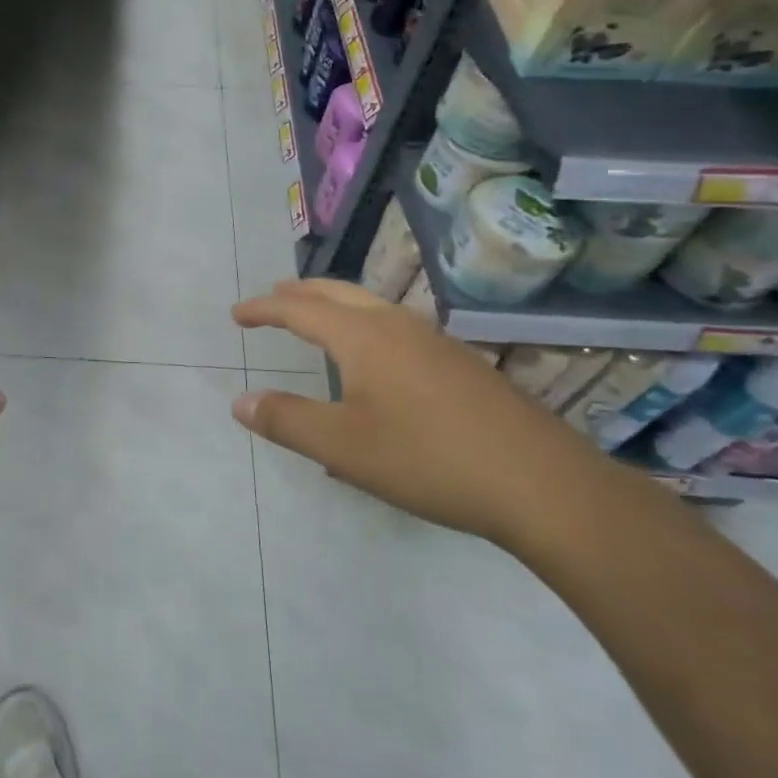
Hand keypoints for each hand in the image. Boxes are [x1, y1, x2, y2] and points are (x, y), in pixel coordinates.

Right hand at [232, 279, 605, 544]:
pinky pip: (397, 330)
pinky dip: (366, 328)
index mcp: (364, 337)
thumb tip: (240, 401)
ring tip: (317, 321)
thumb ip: (287, 420)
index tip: (237, 314)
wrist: (541, 483)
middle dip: (300, 294)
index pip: (300, 310)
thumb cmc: (428, 459)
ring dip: (336, 308)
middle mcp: (398, 326)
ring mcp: (436, 343)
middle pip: (339, 294)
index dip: (264, 309)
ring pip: (373, 309)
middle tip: (273, 298)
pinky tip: (375, 364)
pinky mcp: (461, 365)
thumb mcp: (343, 446)